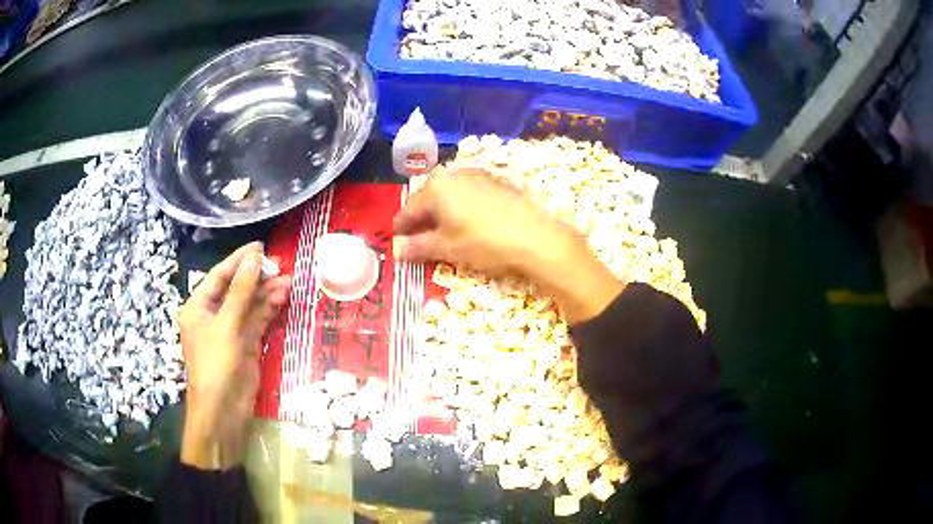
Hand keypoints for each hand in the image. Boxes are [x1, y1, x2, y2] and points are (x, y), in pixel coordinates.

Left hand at [179, 242, 290, 468]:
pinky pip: (258, 322)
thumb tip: (254, 258)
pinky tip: (283, 298)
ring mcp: (230, 331)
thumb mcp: (226, 325)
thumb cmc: (216, 365)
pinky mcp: (245, 345)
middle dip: (257, 277)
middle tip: (281, 264)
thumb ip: (241, 291)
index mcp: (199, 307)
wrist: (223, 412)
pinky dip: (269, 311)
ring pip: (250, 305)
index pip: (220, 275)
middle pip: (236, 288)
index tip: (261, 246)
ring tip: (289, 280)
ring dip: (267, 293)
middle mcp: (213, 315)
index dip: (240, 260)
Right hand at [393, 167, 575, 276]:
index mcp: (437, 188)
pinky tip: (464, 222)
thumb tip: (397, 250)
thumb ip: (419, 246)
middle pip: (428, 198)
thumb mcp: (447, 248)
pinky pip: (467, 193)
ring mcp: (477, 176)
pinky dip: (459, 207)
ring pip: (449, 194)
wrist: (535, 237)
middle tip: (415, 237)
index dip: (401, 227)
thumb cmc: (484, 242)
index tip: (395, 240)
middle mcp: (454, 175)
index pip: (410, 209)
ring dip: (440, 212)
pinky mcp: (495, 182)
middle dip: (421, 218)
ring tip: (439, 232)